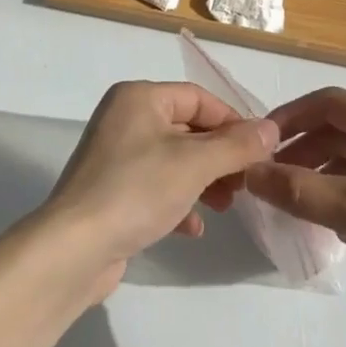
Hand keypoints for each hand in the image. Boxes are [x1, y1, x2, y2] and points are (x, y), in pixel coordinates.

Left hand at [43, 81, 278, 296]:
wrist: (74, 248)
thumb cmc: (137, 190)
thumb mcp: (194, 164)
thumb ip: (236, 145)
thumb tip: (271, 128)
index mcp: (139, 98)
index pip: (197, 97)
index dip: (232, 121)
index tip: (261, 150)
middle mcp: (124, 118)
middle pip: (186, 128)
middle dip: (220, 156)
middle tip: (246, 184)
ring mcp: (115, 156)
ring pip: (174, 160)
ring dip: (204, 181)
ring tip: (227, 206)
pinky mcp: (112, 191)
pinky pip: (155, 187)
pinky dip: (178, 202)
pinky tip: (193, 228)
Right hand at [246, 89, 345, 321]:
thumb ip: (297, 189)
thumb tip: (250, 172)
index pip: (327, 103)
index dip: (289, 119)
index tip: (260, 143)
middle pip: (344, 126)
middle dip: (306, 149)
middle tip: (275, 177)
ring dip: (328, 170)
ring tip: (301, 201)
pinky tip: (341, 220)